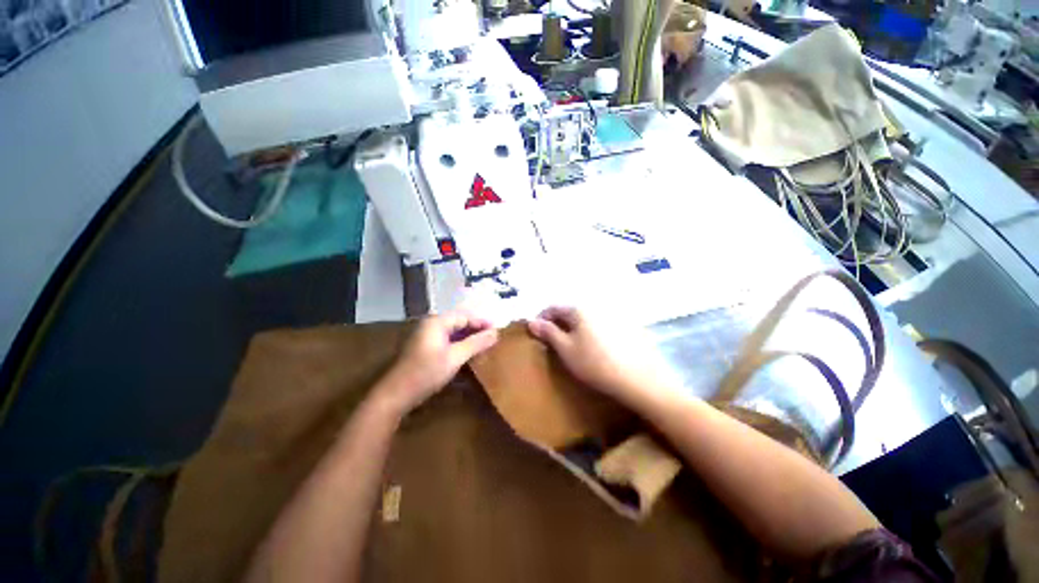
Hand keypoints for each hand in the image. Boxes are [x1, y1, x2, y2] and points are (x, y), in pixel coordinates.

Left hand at [378, 311, 498, 415]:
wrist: (395, 395)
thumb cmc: (426, 373)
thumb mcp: (455, 357)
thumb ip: (476, 343)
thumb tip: (496, 333)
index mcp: (436, 322)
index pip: (465, 316)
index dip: (482, 322)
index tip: (498, 330)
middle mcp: (430, 324)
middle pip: (458, 322)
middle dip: (476, 329)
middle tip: (493, 338)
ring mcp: (426, 335)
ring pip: (453, 331)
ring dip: (468, 337)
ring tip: (484, 345)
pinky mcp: (424, 347)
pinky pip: (446, 339)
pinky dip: (459, 344)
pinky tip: (468, 352)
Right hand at [527, 307, 666, 401]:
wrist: (639, 378)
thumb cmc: (595, 363)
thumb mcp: (566, 349)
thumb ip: (548, 333)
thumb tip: (531, 321)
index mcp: (579, 309)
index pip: (554, 308)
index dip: (542, 318)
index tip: (537, 332)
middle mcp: (596, 306)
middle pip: (570, 311)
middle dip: (559, 323)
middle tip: (554, 341)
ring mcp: (613, 315)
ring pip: (586, 318)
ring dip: (575, 327)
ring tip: (573, 345)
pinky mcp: (626, 326)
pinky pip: (601, 324)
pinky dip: (591, 331)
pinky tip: (596, 347)